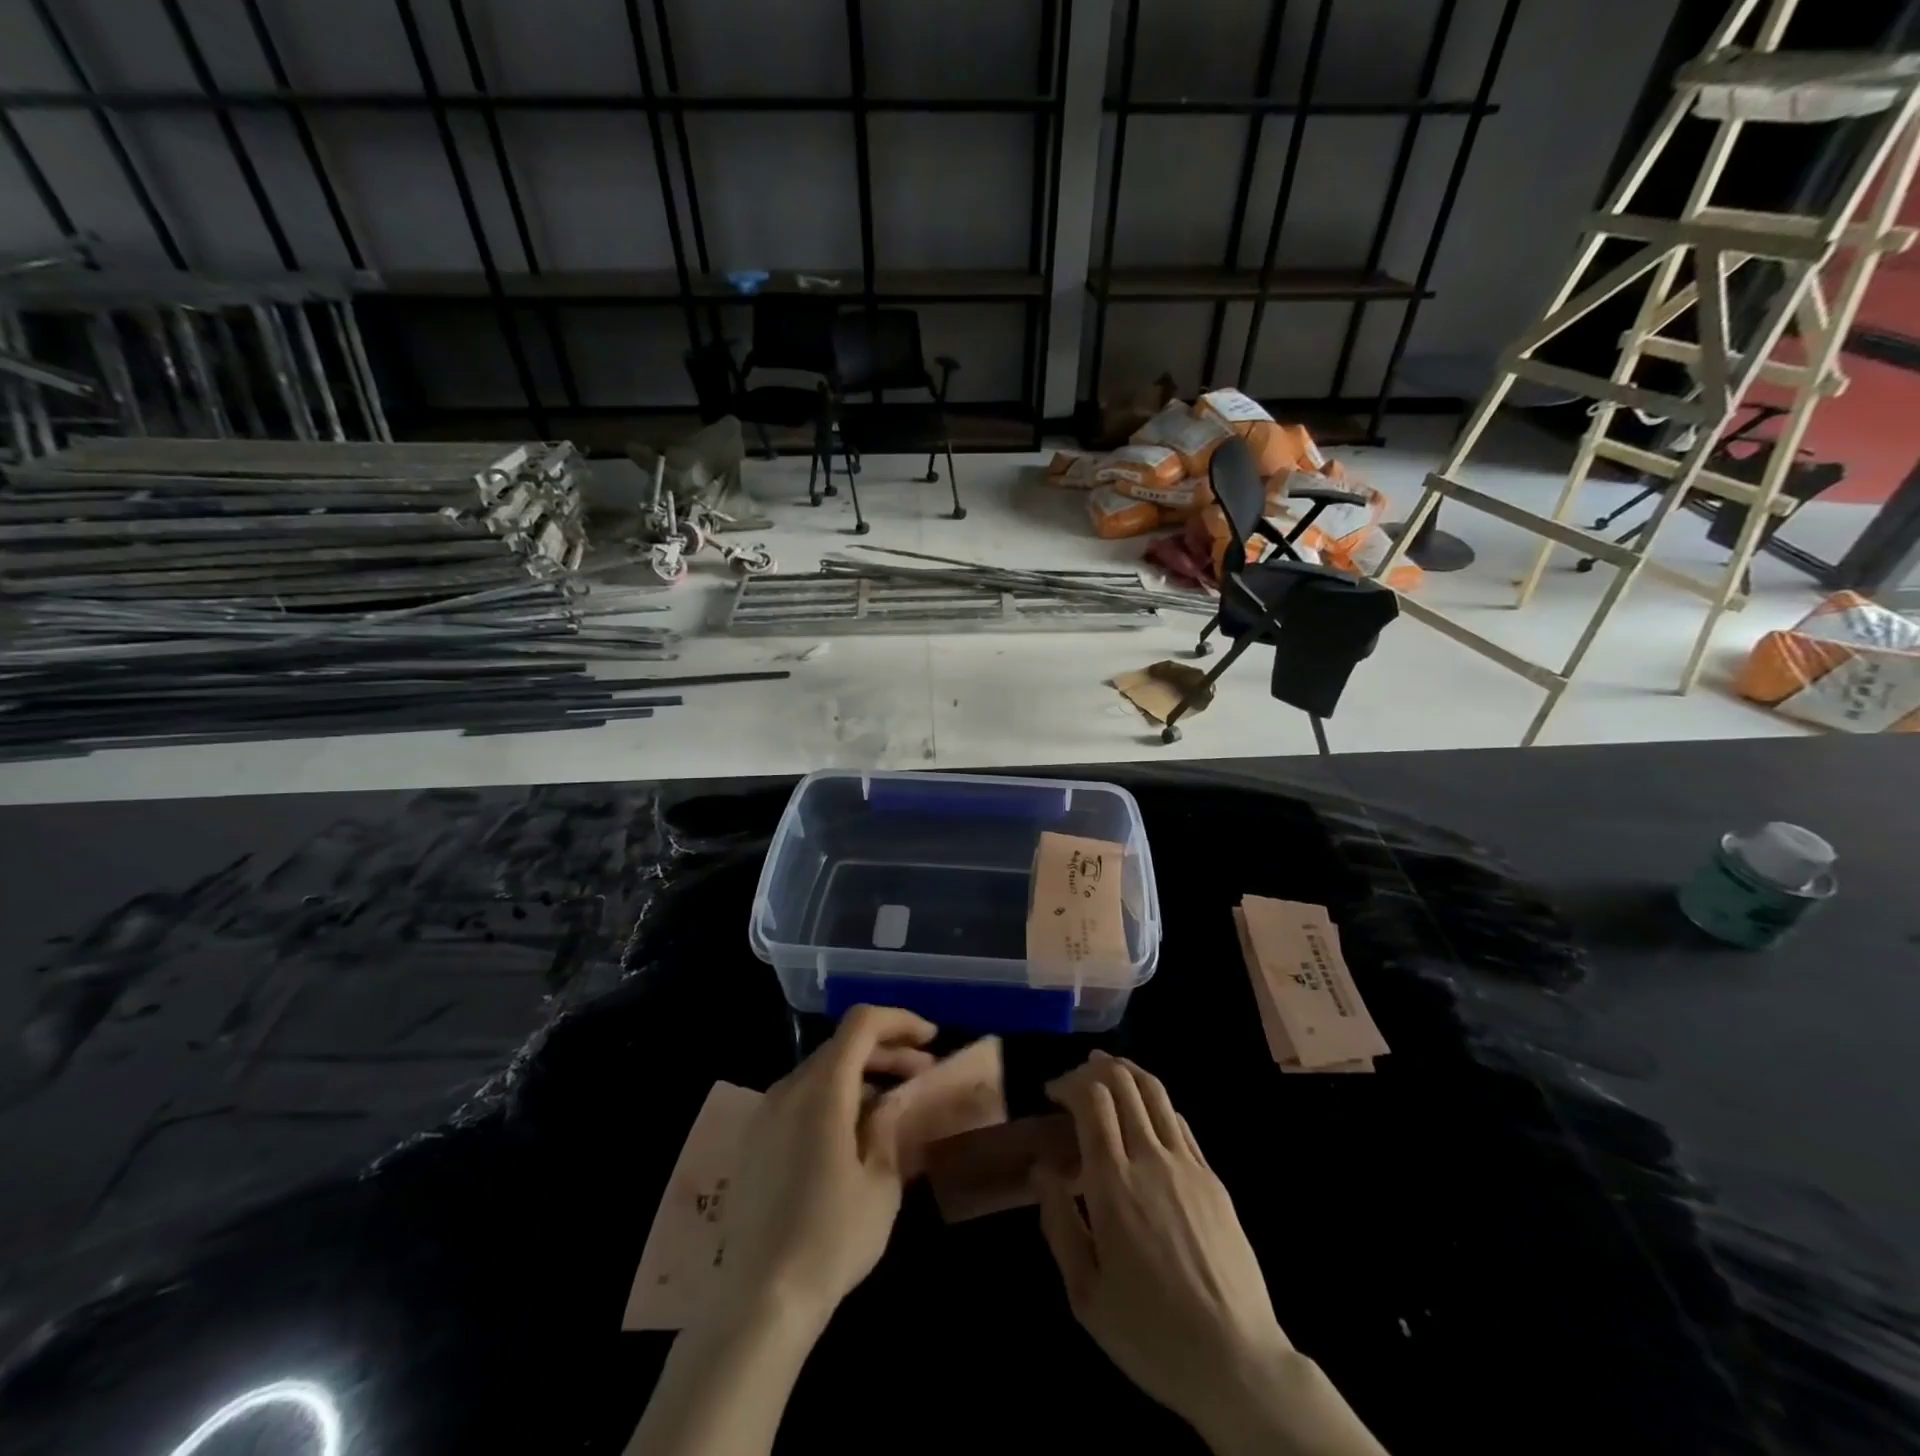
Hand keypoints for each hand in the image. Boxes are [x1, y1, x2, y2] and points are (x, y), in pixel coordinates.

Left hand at [713, 1005, 936, 1331]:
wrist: (759, 1302)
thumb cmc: (831, 1239)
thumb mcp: (881, 1183)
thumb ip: (888, 1127)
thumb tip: (891, 1100)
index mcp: (821, 1090)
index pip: (862, 1023)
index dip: (900, 1021)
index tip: (932, 1040)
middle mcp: (788, 1088)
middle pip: (842, 1045)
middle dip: (887, 1050)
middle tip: (923, 1073)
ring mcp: (765, 1114)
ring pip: (821, 1070)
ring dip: (861, 1074)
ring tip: (894, 1103)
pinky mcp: (755, 1141)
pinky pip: (801, 1097)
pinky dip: (834, 1096)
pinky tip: (854, 1132)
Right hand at [1036, 1053, 1383, 1455]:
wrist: (1237, 1362)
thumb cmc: (1150, 1332)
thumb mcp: (1085, 1293)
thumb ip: (1059, 1223)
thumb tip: (1041, 1170)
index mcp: (1113, 1184)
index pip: (1092, 1098)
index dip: (1068, 1082)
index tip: (1051, 1093)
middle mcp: (1151, 1159)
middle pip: (1123, 1082)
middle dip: (1093, 1068)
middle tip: (1074, 1081)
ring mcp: (1187, 1164)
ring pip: (1155, 1091)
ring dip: (1126, 1072)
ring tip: (1107, 1073)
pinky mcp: (1212, 1177)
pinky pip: (1179, 1120)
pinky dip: (1154, 1102)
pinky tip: (1143, 1115)